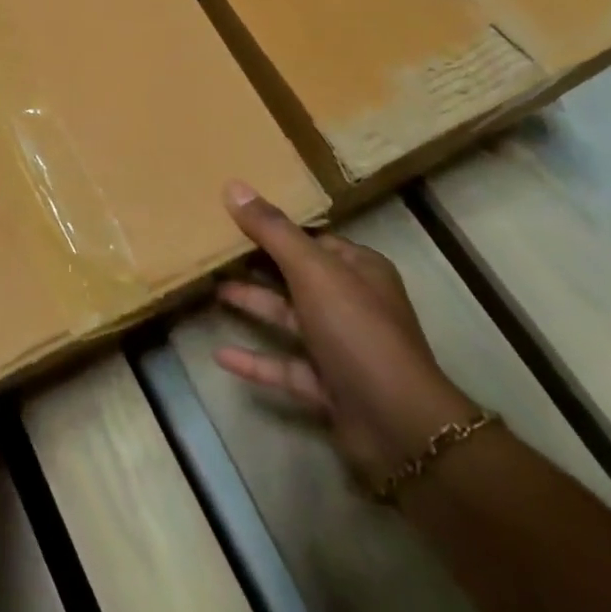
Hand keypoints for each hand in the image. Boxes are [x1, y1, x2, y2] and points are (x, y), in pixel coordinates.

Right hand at [216, 180, 476, 489]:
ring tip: (211, 291)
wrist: (399, 425)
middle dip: (257, 265)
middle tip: (214, 250)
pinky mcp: (330, 386)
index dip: (275, 229)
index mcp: (359, 269)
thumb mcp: (311, 270)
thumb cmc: (356, 330)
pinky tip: (220, 355)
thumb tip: (233, 186)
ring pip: (289, 319)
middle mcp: (353, 303)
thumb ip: (272, 230)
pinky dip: (255, 360)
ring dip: (253, 306)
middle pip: (297, 276)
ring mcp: (342, 346)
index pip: (312, 239)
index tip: (233, 218)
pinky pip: (285, 366)